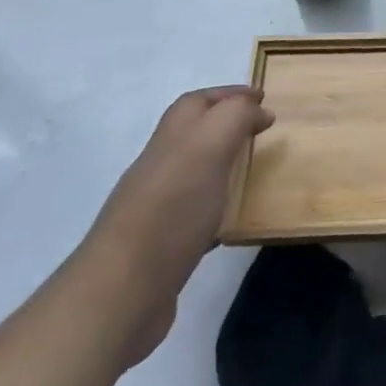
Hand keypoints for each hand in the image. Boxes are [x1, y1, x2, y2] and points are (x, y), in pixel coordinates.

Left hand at [81, 86, 273, 366]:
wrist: (122, 291)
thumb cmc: (172, 209)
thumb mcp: (209, 146)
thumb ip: (235, 117)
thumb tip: (258, 112)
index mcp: (172, 139)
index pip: (197, 102)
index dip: (228, 95)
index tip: (263, 98)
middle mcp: (160, 167)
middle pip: (192, 134)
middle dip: (225, 125)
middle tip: (261, 131)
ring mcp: (157, 207)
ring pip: (194, 173)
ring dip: (222, 165)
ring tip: (254, 171)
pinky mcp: (162, 246)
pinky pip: (195, 214)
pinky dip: (217, 208)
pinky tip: (233, 221)